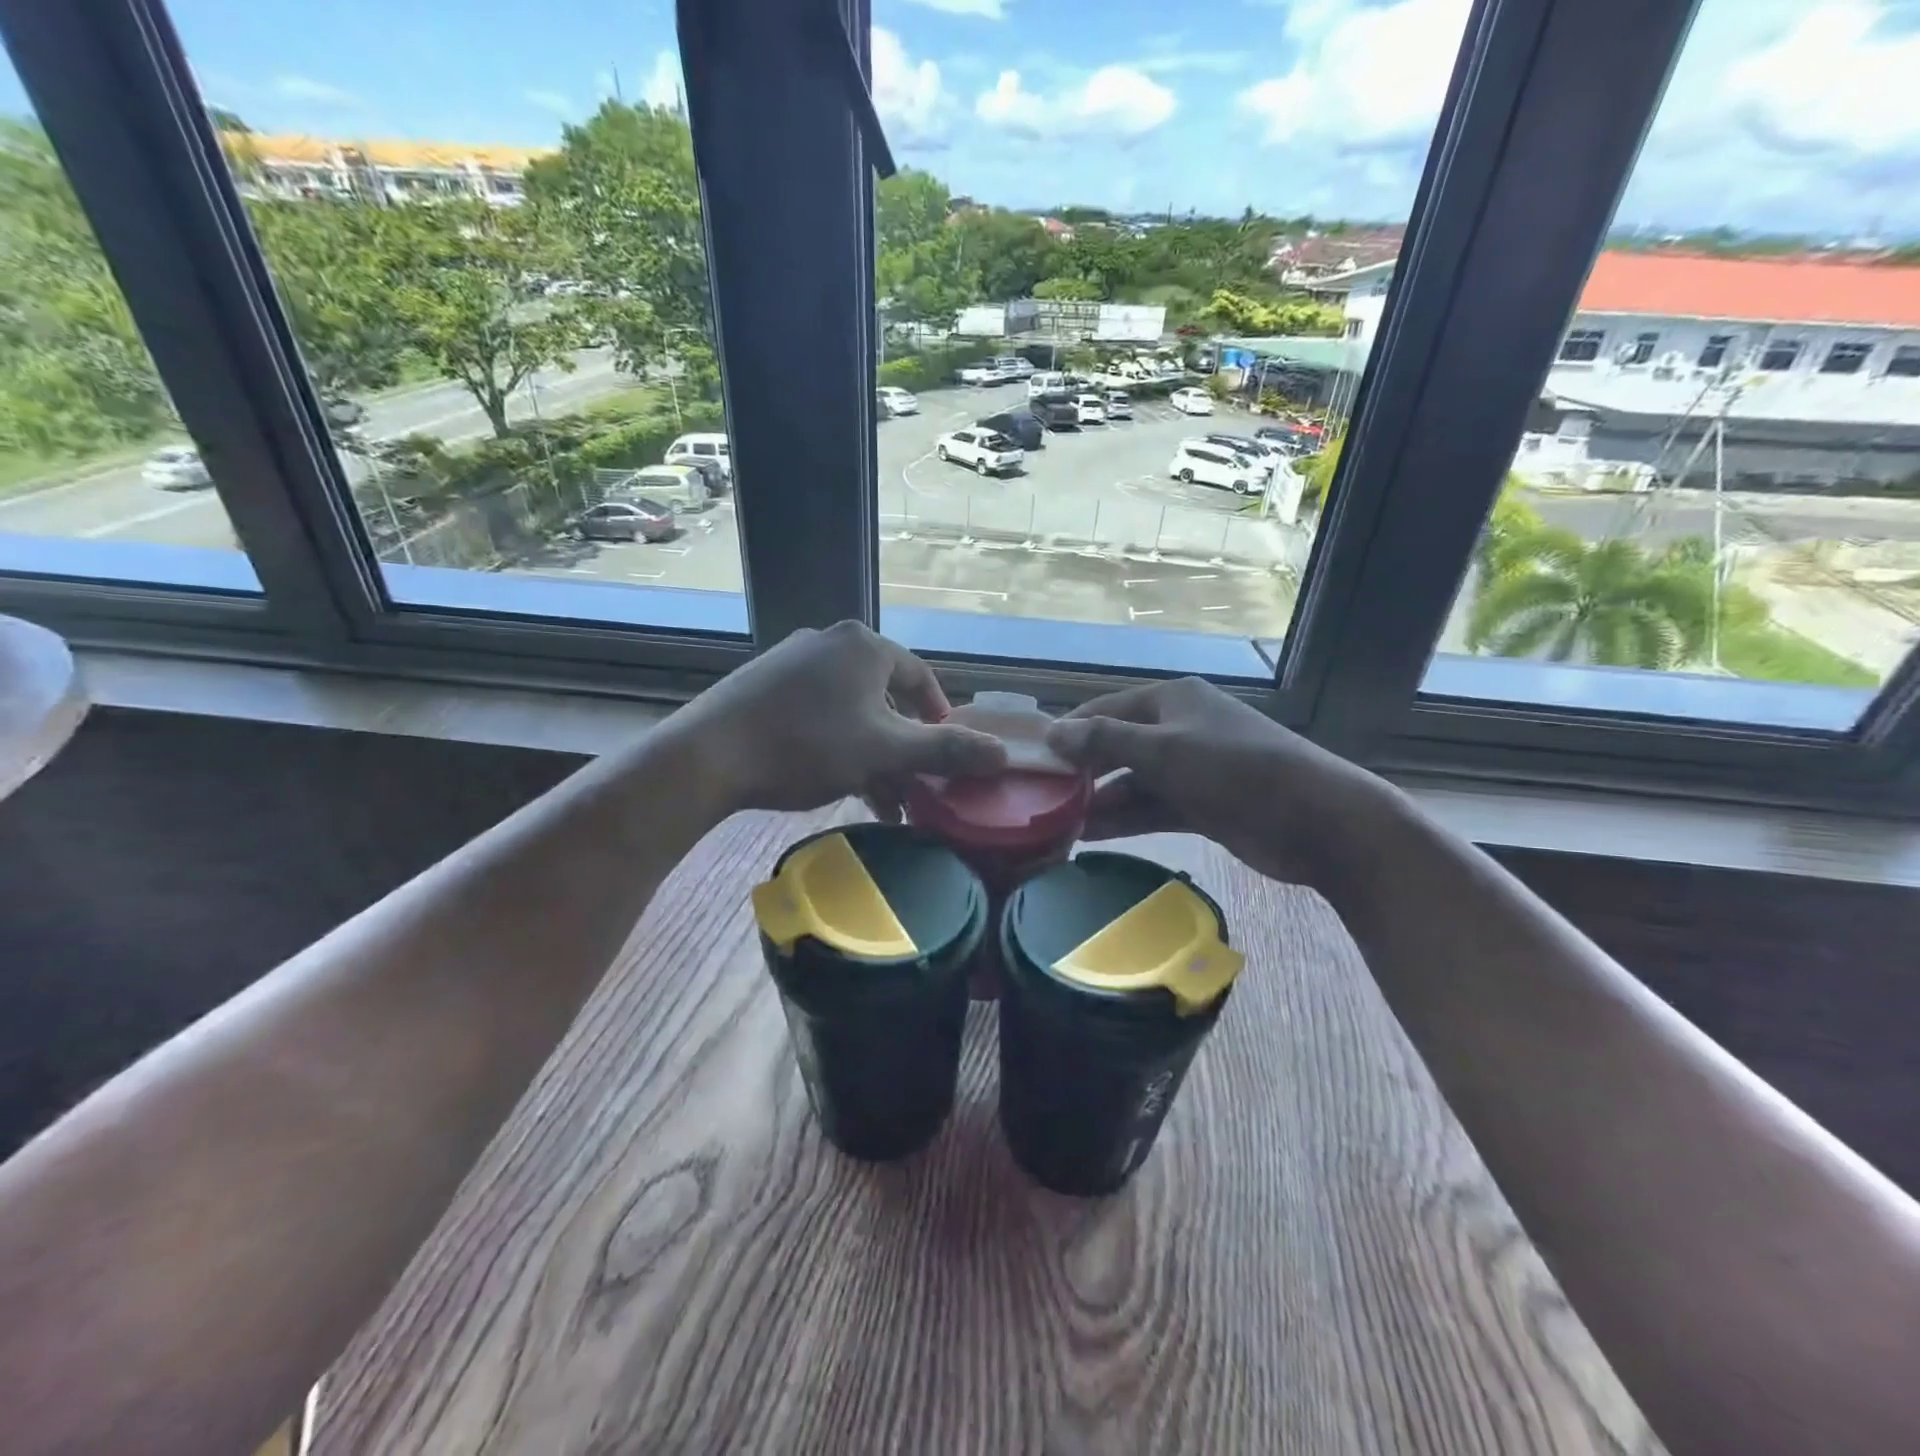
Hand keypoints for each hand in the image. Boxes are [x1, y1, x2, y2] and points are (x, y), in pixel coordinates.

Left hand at [672, 621, 1006, 815]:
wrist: (708, 755)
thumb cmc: (807, 745)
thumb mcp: (885, 751)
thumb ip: (946, 750)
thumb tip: (1003, 754)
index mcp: (865, 646)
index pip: (922, 680)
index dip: (942, 722)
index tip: (948, 759)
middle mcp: (831, 643)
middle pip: (886, 700)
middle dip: (903, 750)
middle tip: (912, 791)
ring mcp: (793, 662)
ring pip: (852, 712)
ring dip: (873, 757)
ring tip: (881, 804)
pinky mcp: (765, 686)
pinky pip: (819, 714)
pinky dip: (838, 747)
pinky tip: (840, 785)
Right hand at [1045, 677, 1398, 889]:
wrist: (1317, 820)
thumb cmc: (1236, 770)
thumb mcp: (1164, 749)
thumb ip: (1105, 740)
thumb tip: (1052, 733)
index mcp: (1171, 701)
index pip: (1105, 709)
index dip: (1069, 731)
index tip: (1032, 759)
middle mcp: (1178, 729)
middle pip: (1117, 746)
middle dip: (1082, 770)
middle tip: (1039, 797)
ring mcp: (1192, 769)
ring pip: (1133, 782)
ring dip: (1100, 800)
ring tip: (1056, 823)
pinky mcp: (1202, 806)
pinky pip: (1152, 808)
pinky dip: (1125, 820)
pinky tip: (1091, 836)